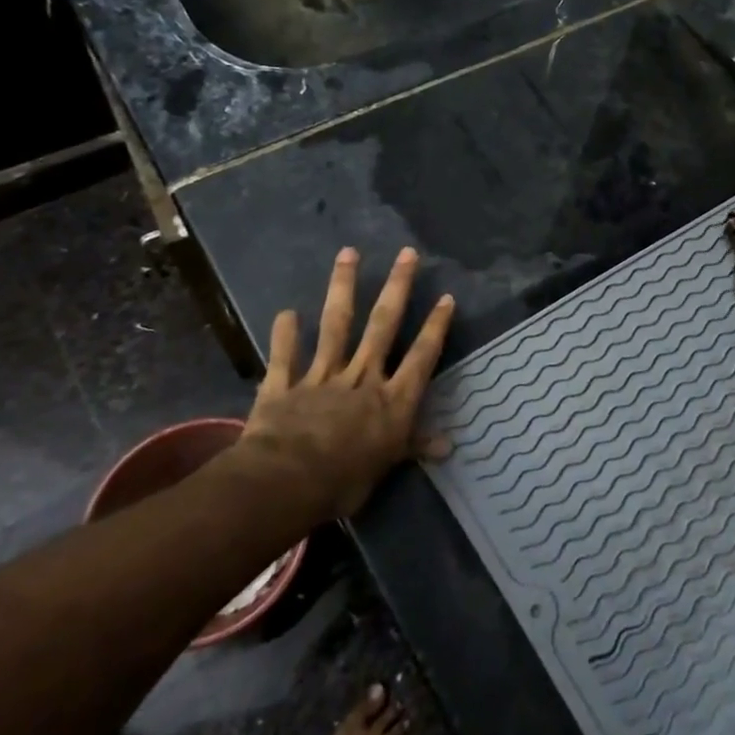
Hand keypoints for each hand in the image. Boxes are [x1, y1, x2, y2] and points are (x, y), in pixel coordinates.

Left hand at [241, 246, 455, 518]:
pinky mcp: (285, 385)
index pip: (421, 357)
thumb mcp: (388, 466)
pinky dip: (285, 335)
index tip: (446, 297)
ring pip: (337, 326)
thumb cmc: (346, 479)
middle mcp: (362, 378)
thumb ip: (414, 447)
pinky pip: (286, 356)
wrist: (287, 481)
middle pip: (383, 326)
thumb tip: (449, 446)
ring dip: (343, 288)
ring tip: (348, 253)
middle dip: (397, 288)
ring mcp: (322, 376)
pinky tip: (286, 312)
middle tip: (406, 253)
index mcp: (392, 399)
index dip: (435, 327)